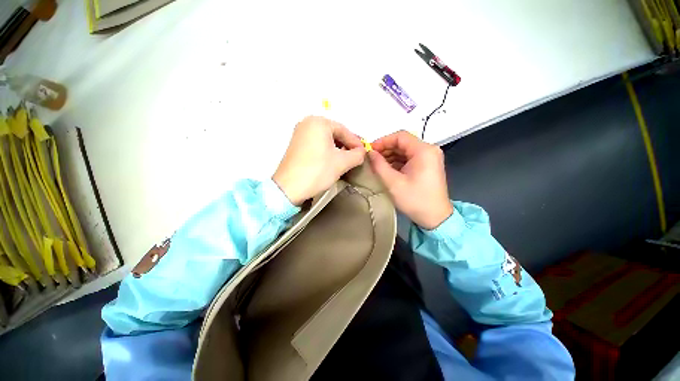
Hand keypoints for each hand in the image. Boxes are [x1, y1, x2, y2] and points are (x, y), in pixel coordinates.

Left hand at [273, 116, 364, 204]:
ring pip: (325, 139)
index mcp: (318, 122)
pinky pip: (316, 144)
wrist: (289, 187)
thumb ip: (357, 155)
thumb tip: (362, 152)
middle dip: (346, 145)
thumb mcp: (342, 162)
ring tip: (345, 160)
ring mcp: (299, 133)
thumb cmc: (317, 171)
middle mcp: (307, 123)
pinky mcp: (296, 144)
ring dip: (337, 149)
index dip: (355, 142)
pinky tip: (331, 161)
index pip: (344, 130)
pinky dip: (326, 151)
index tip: (363, 152)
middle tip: (355, 156)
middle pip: (334, 133)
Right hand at [368, 131, 452, 229]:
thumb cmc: (415, 200)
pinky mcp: (428, 165)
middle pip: (403, 142)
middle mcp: (429, 150)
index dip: (383, 141)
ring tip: (377, 164)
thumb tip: (369, 153)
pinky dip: (397, 161)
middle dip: (386, 149)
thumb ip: (379, 165)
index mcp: (424, 151)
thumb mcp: (393, 183)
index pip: (400, 136)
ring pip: (405, 150)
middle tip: (371, 158)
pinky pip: (409, 158)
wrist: (435, 217)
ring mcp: (430, 158)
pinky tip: (387, 168)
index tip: (370, 150)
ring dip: (390, 155)